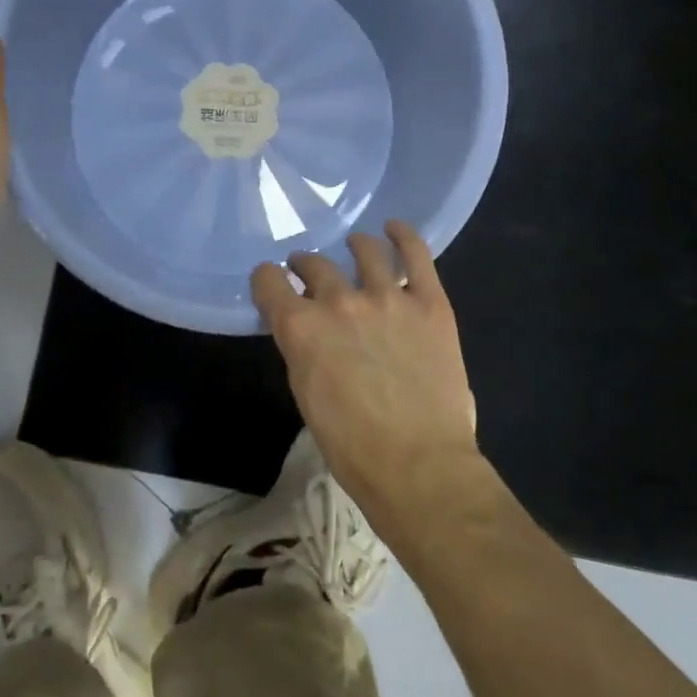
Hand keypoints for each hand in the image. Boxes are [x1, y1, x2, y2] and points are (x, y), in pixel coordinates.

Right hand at [252, 221, 481, 541]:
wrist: (419, 468)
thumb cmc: (353, 447)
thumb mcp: (306, 394)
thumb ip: (303, 348)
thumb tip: (305, 328)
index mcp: (300, 327)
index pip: (268, 280)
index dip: (267, 280)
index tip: (272, 283)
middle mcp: (338, 301)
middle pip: (314, 264)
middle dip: (306, 266)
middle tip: (310, 273)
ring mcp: (386, 296)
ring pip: (364, 250)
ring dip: (354, 245)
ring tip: (355, 246)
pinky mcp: (428, 301)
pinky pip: (415, 254)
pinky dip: (403, 235)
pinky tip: (395, 228)